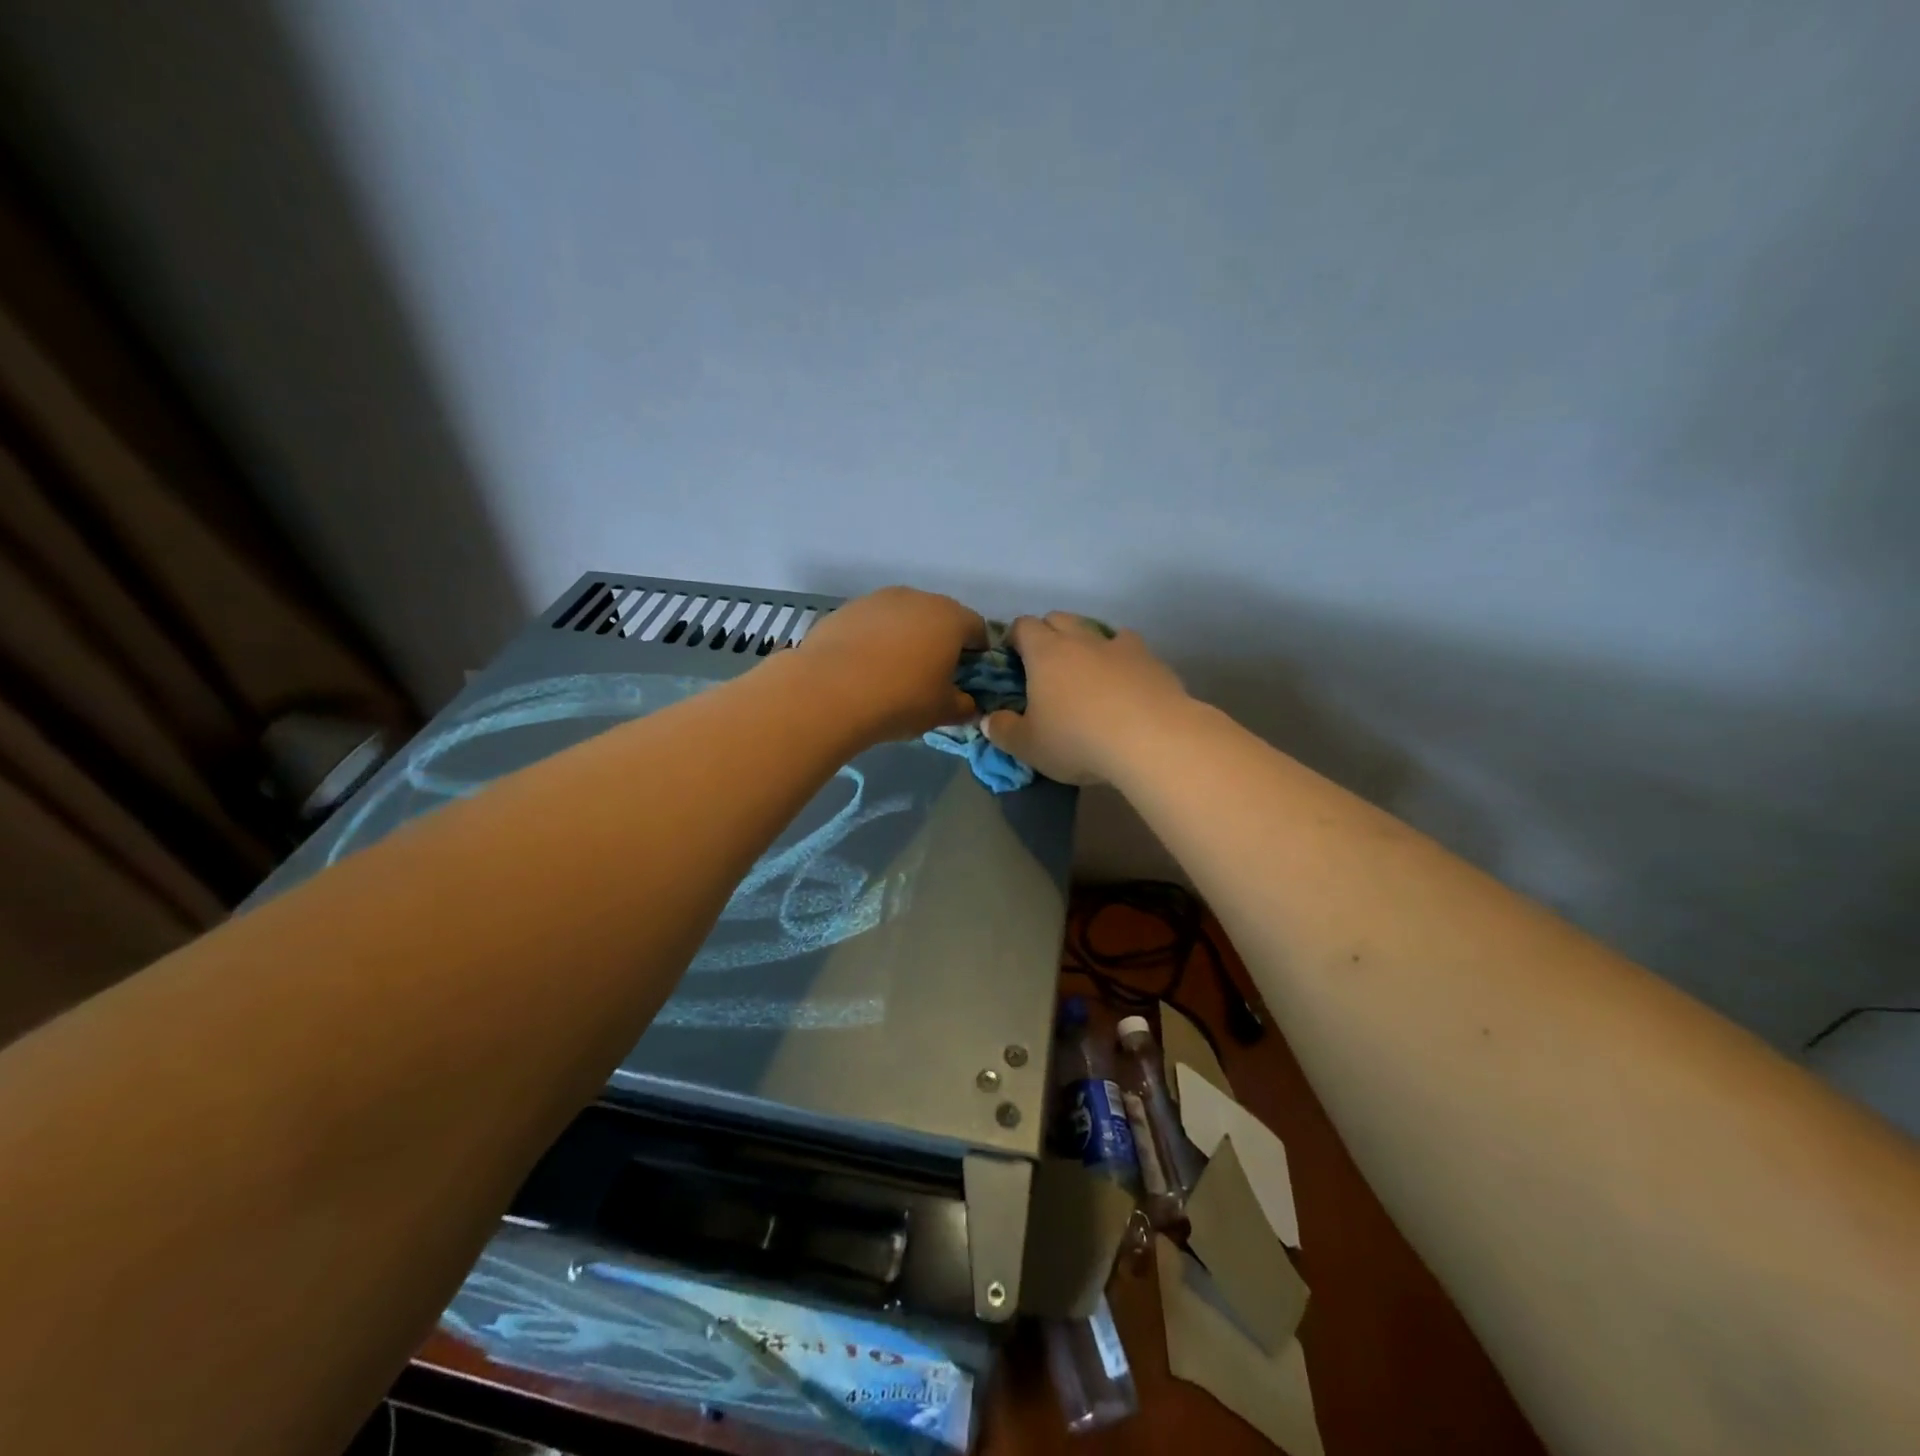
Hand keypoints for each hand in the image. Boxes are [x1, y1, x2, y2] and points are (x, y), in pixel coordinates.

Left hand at [795, 586, 987, 743]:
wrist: (828, 692)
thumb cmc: (900, 699)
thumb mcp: (942, 712)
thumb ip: (963, 706)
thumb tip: (968, 705)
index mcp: (950, 618)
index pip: (978, 628)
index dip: (978, 652)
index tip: (969, 675)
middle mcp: (916, 598)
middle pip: (939, 617)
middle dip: (940, 641)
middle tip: (932, 674)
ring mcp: (876, 600)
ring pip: (902, 617)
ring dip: (905, 638)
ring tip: (893, 672)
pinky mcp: (844, 610)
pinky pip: (870, 624)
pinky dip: (873, 640)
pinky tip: (863, 669)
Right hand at [982, 614, 1189, 784]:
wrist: (1152, 739)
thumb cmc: (1078, 739)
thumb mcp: (1028, 746)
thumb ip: (1003, 730)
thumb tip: (988, 720)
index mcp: (1045, 652)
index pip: (1024, 626)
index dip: (1014, 638)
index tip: (1012, 659)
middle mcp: (1081, 639)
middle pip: (1059, 619)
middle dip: (1048, 634)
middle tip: (1045, 665)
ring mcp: (1119, 646)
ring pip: (1097, 629)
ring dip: (1086, 643)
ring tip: (1086, 672)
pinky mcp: (1152, 661)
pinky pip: (1130, 649)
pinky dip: (1121, 659)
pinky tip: (1124, 682)